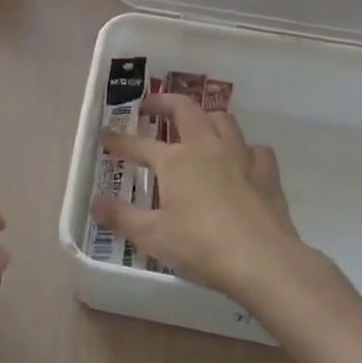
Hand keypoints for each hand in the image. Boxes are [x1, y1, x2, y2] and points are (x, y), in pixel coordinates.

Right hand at [89, 93, 313, 303]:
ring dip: (206, 118)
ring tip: (196, 127)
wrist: (262, 260)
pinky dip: (245, 150)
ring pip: (223, 120)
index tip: (104, 133)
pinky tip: (241, 162)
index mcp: (175, 160)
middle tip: (150, 106)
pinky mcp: (267, 173)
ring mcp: (240, 156)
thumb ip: (122, 216)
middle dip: (164, 102)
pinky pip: (256, 149)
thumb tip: (95, 203)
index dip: (118, 139)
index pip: (138, 144)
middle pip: (184, 109)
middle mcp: (206, 147)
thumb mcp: (152, 236)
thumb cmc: (201, 246)